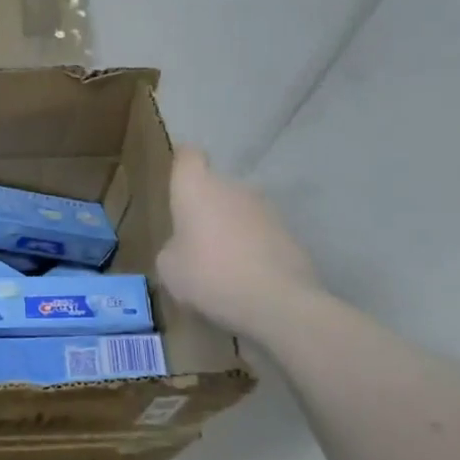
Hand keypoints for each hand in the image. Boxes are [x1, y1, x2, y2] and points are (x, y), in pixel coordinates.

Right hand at [157, 148, 320, 335]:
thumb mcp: (169, 267)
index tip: (177, 179)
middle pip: (215, 187)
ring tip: (220, 265)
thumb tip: (185, 248)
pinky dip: (251, 250)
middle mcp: (233, 188)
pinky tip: (244, 279)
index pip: (188, 156)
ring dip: (229, 229)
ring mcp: (266, 210)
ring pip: (239, 212)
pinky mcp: (291, 236)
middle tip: (192, 240)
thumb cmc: (209, 275)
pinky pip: (260, 236)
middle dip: (205, 208)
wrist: (278, 303)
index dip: (182, 163)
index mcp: (197, 188)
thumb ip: (173, 248)